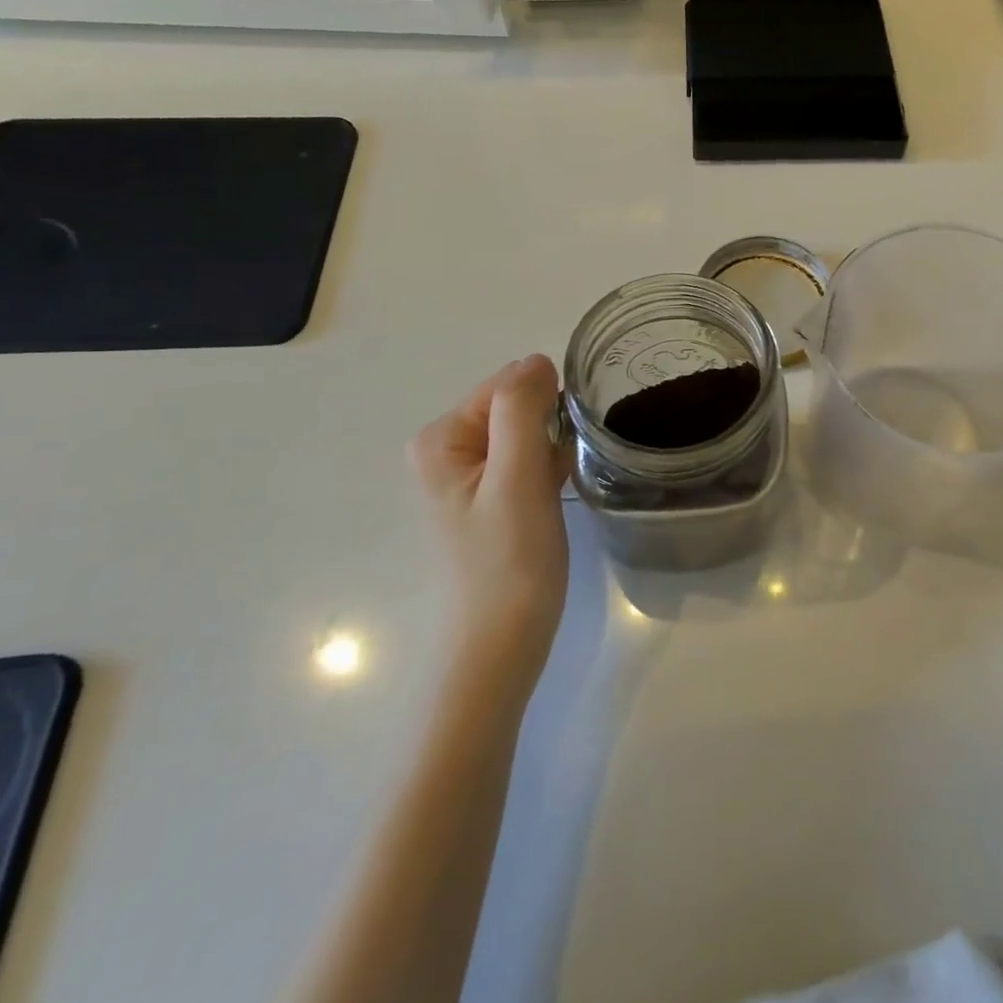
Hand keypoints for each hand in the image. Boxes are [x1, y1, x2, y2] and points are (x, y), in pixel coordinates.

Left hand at [409, 355, 569, 689]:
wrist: (503, 642)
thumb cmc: (510, 561)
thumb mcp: (517, 478)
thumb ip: (521, 410)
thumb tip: (537, 360)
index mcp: (441, 438)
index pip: (506, 386)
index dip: (543, 409)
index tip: (560, 447)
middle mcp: (447, 449)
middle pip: (517, 406)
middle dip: (548, 430)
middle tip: (555, 475)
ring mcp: (470, 474)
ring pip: (529, 432)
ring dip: (551, 450)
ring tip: (557, 488)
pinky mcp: (492, 496)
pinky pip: (529, 457)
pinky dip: (549, 468)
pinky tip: (556, 495)